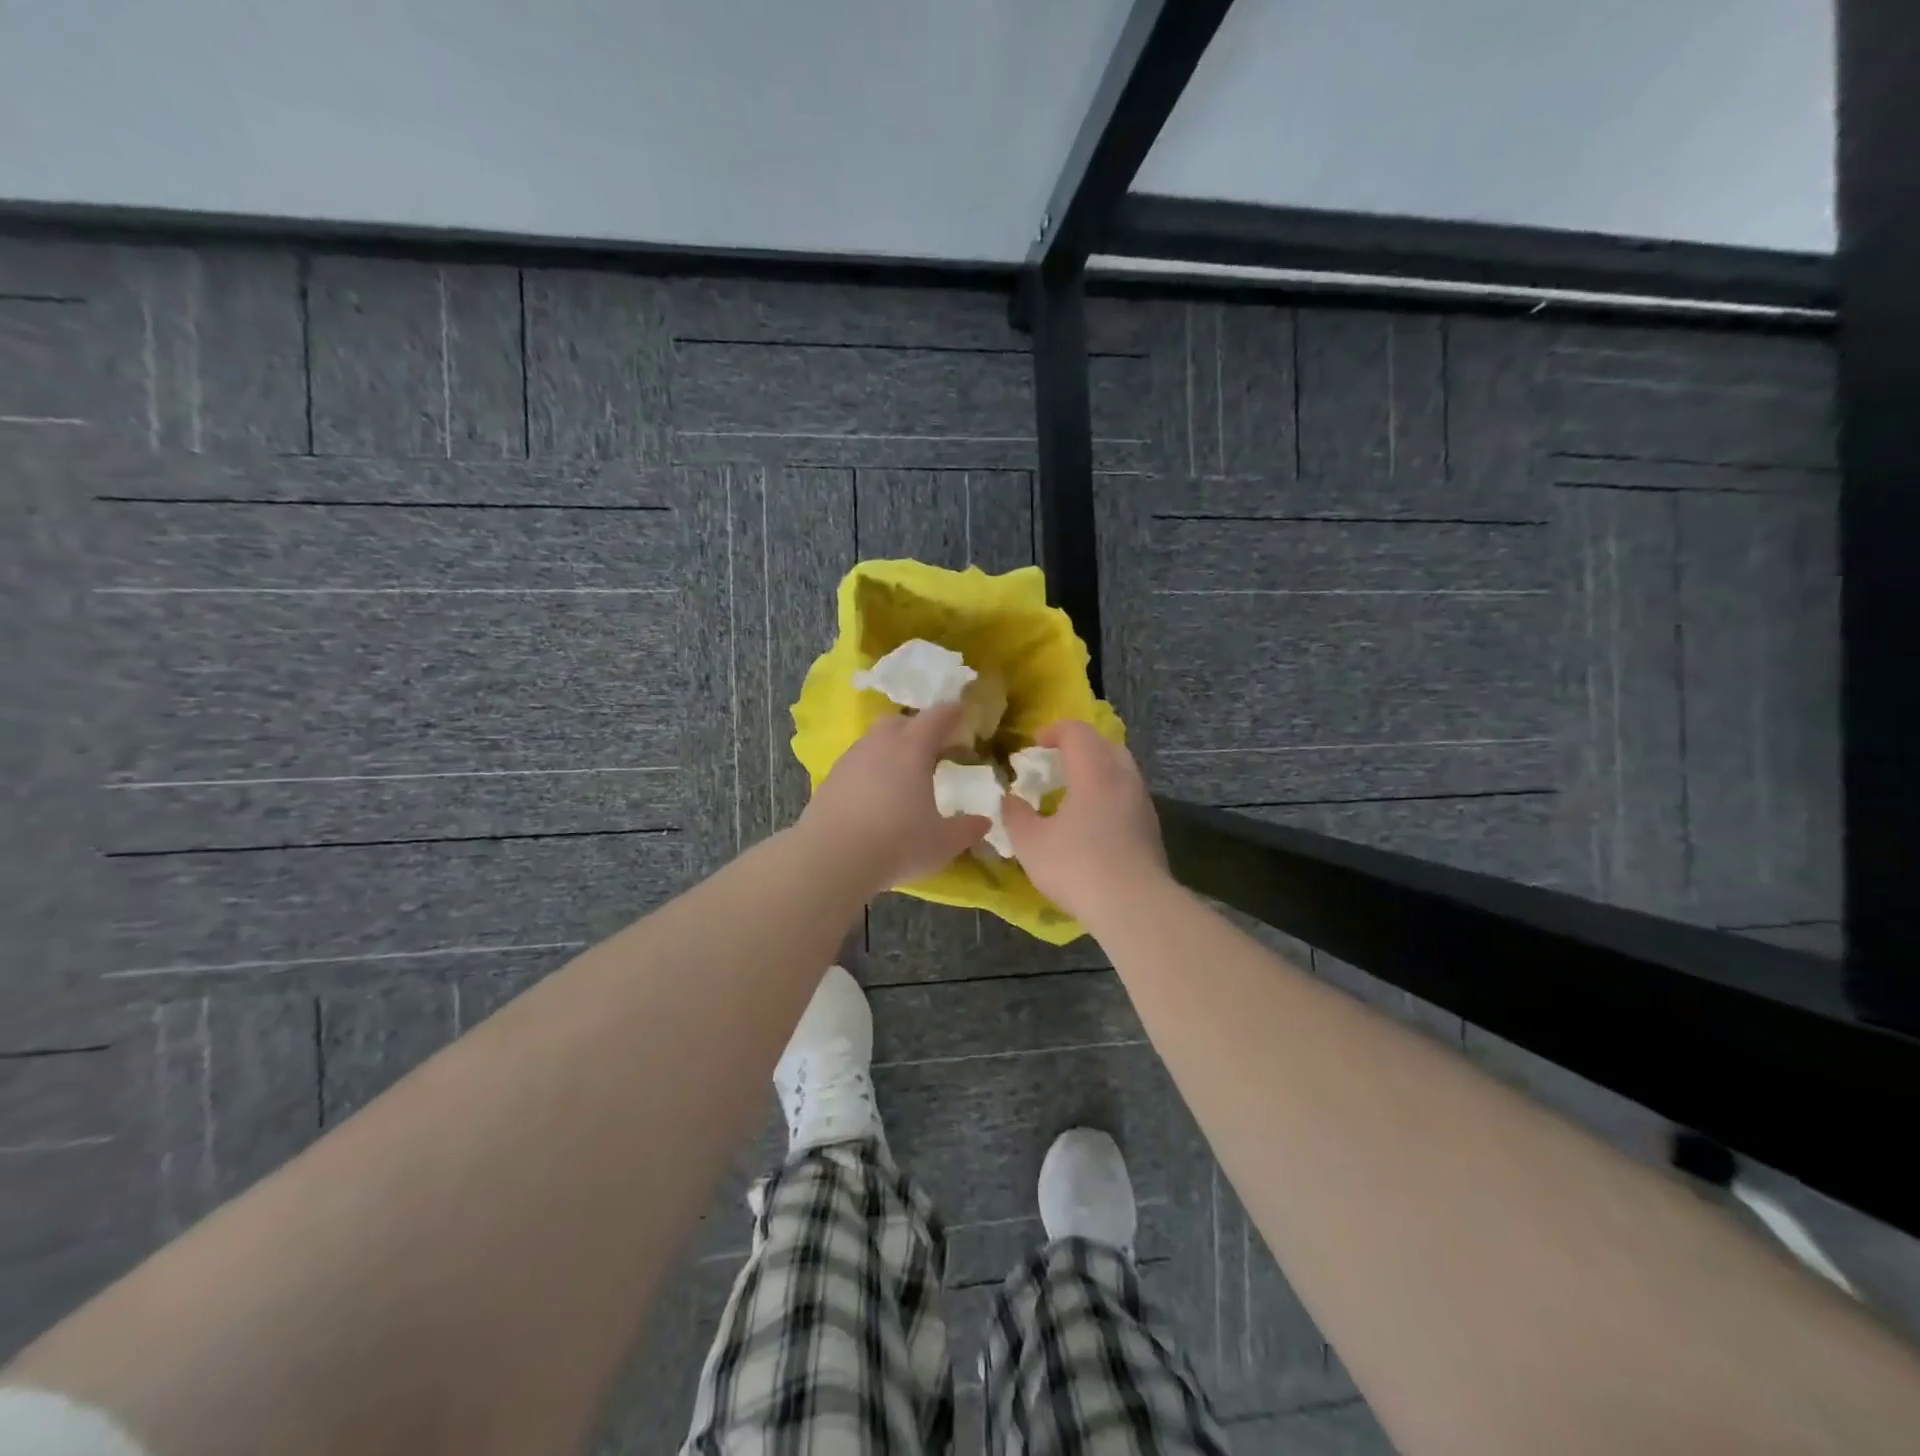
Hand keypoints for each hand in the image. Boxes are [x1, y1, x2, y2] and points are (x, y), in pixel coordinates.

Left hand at [797, 703, 990, 896]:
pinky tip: (875, 795)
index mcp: (913, 749)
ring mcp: (851, 759)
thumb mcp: (942, 843)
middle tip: (932, 748)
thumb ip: (966, 830)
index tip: (962, 713)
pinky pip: (857, 763)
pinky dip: (870, 770)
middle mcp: (880, 744)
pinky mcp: (830, 779)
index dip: (952, 712)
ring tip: (902, 775)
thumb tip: (983, 822)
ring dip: (890, 749)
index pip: (937, 717)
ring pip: (874, 741)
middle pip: (899, 721)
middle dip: (917, 728)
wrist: (831, 858)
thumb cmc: (896, 843)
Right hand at [1002, 720, 1168, 921]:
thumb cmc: (1077, 867)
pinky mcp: (1150, 828)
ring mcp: (1142, 803)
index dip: (1054, 731)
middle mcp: (1123, 779)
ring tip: (1072, 792)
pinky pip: (1127, 795)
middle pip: (1105, 744)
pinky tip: (1092, 821)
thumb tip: (1010, 799)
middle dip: (1079, 746)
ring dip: (1096, 771)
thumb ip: (1015, 815)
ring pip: (1121, 770)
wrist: (1134, 906)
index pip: (1077, 732)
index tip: (1033, 744)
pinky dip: (1108, 795)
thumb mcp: (1030, 843)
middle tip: (1056, 762)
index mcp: (1094, 772)